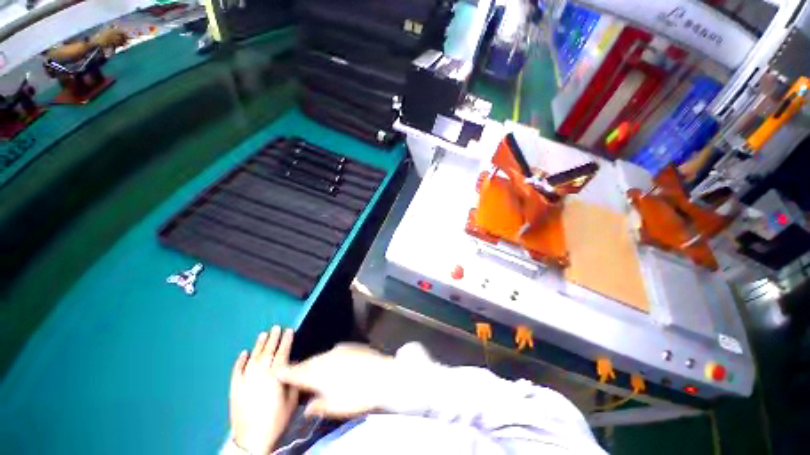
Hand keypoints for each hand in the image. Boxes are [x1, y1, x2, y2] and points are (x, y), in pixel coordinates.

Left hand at [229, 326, 297, 453]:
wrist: (252, 439)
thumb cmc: (276, 420)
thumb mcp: (292, 401)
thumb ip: (292, 381)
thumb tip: (293, 367)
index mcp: (276, 376)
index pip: (282, 353)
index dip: (286, 341)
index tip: (289, 330)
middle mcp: (260, 374)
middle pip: (267, 352)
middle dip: (273, 339)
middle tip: (276, 327)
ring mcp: (245, 380)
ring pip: (253, 358)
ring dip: (258, 345)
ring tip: (263, 334)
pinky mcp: (234, 388)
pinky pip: (237, 370)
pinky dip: (240, 361)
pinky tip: (243, 353)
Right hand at [275, 343, 395, 418]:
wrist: (382, 375)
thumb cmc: (357, 395)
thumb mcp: (335, 407)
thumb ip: (318, 406)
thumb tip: (307, 408)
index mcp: (318, 374)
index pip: (296, 373)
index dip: (285, 373)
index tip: (277, 371)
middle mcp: (326, 358)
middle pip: (308, 363)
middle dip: (299, 368)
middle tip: (292, 371)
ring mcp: (339, 350)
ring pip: (321, 357)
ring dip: (314, 362)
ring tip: (310, 368)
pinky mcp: (350, 346)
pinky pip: (333, 352)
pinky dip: (327, 358)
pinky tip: (330, 363)